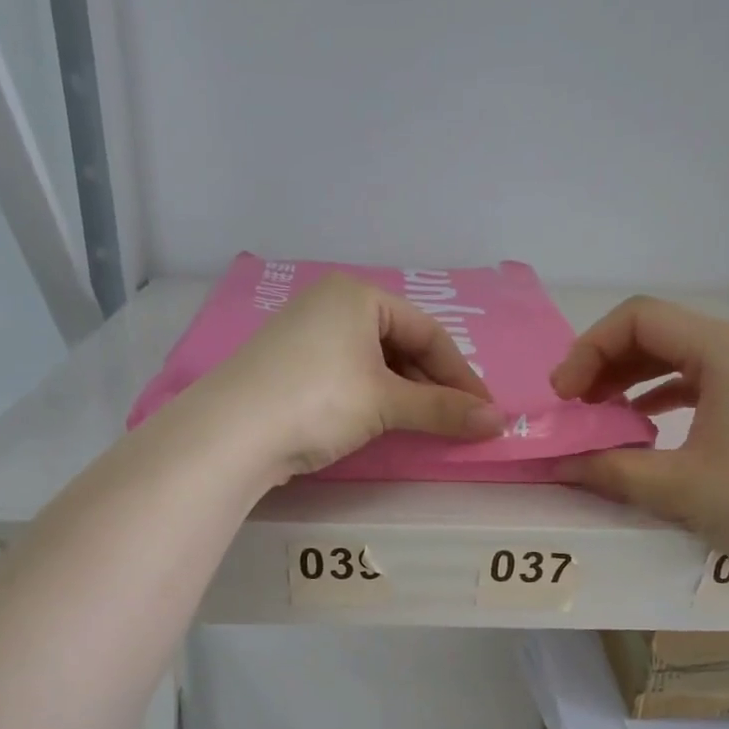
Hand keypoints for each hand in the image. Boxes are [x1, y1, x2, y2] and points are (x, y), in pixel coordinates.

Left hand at [203, 274, 505, 478]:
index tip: (484, 411)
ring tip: (423, 424)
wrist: (230, 434)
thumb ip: (443, 410)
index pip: (428, 331)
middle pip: (400, 343)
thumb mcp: (385, 403)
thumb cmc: (318, 401)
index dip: (461, 374)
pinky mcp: (287, 367)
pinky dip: (372, 397)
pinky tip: (380, 421)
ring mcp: (303, 335)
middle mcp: (329, 304)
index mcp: (357, 294)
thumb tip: (498, 424)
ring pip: (372, 361)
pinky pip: (346, 375)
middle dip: (432, 384)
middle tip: (456, 419)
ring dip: (403, 393)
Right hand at [550, 296, 728, 583]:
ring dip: (627, 382)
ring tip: (596, 417)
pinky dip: (656, 398)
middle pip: (654, 333)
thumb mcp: (676, 487)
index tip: (563, 397)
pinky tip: (637, 429)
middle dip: (603, 364)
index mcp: (725, 351)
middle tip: (572, 408)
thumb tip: (558, 463)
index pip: (638, 319)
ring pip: (673, 359)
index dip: (588, 350)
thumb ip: (608, 468)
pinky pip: (694, 384)